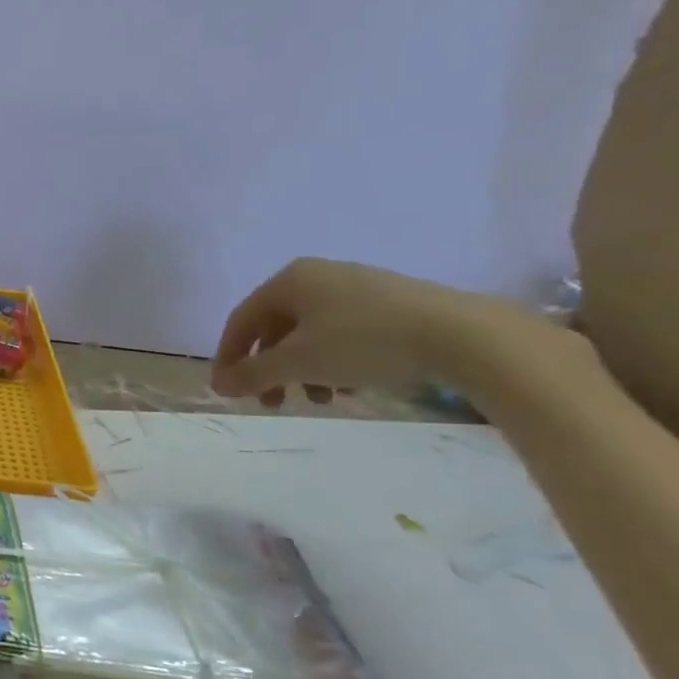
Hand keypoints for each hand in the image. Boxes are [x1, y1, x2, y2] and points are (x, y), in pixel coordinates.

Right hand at [211, 258, 519, 406]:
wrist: (461, 334)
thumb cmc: (362, 341)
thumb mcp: (298, 362)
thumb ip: (251, 374)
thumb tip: (218, 385)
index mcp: (288, 280)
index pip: (240, 321)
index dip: (228, 358)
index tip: (227, 391)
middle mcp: (317, 276)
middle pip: (275, 329)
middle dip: (270, 370)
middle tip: (272, 402)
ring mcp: (356, 288)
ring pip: (310, 335)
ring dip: (302, 371)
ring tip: (319, 400)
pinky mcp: (390, 304)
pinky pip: (343, 334)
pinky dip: (334, 363)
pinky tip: (351, 387)